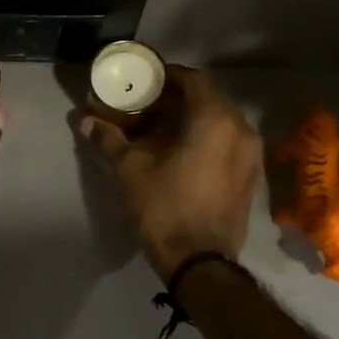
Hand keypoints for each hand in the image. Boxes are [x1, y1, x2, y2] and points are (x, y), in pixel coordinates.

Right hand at [80, 65, 261, 280]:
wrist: (199, 261)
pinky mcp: (251, 178)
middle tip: (149, 107)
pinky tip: (183, 156)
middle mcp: (242, 130)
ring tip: (163, 132)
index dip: (168, 76)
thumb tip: (86, 121)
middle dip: (179, 99)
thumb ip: (110, 140)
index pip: (195, 79)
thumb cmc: (164, 207)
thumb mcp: (131, 170)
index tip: (146, 82)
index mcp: (216, 119)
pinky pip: (229, 145)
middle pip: (210, 100)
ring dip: (194, 121)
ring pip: (221, 124)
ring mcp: (251, 156)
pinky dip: (207, 141)